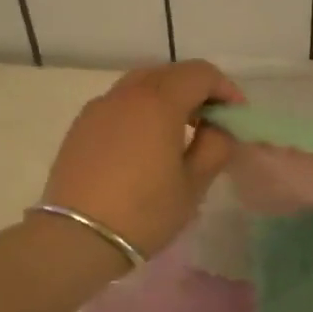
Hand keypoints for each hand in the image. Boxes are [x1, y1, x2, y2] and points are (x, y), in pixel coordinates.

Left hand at [42, 61, 243, 257]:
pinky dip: (140, 110)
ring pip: (141, 84)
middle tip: (211, 122)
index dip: (226, 89)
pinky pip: (119, 103)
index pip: (200, 74)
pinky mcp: (81, 125)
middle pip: (170, 73)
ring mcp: (99, 107)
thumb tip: (217, 128)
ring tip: (179, 132)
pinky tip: (145, 144)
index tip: (235, 117)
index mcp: (159, 102)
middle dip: (197, 90)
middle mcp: (127, 94)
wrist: (76, 238)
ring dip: (167, 97)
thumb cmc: (145, 212)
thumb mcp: (194, 184)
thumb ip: (215, 146)